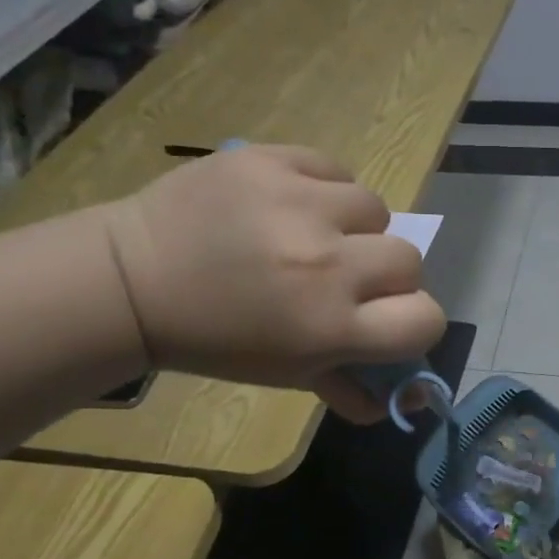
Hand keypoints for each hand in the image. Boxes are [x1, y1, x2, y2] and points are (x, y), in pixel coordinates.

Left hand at [102, 145, 446, 421]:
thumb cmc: (215, 339)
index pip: (426, 319)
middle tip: (341, 278)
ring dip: (353, 226)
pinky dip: (322, 188)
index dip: (413, 323)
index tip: (385, 319)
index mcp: (330, 326)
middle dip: (382, 275)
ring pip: (375, 208)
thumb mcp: (286, 374)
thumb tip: (408, 398)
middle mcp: (326, 263)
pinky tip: (289, 204)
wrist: (133, 279)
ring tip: (311, 234)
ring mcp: (299, 203)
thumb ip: (352, 388)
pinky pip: (335, 169)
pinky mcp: (272, 160)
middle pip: (408, 260)